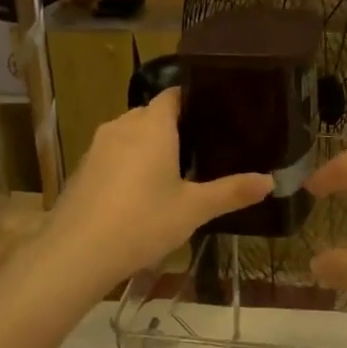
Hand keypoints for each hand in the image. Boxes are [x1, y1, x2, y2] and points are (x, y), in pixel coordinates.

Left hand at [41, 88, 271, 286]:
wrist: (76, 253)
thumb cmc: (142, 221)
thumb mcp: (194, 209)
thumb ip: (232, 192)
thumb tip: (270, 181)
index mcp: (153, 125)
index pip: (174, 94)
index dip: (194, 100)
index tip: (216, 113)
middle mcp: (123, 125)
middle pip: (152, 113)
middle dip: (175, 126)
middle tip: (204, 147)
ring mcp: (98, 146)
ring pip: (131, 133)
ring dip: (150, 145)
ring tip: (176, 169)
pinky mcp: (84, 168)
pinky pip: (114, 153)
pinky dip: (129, 163)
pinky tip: (141, 191)